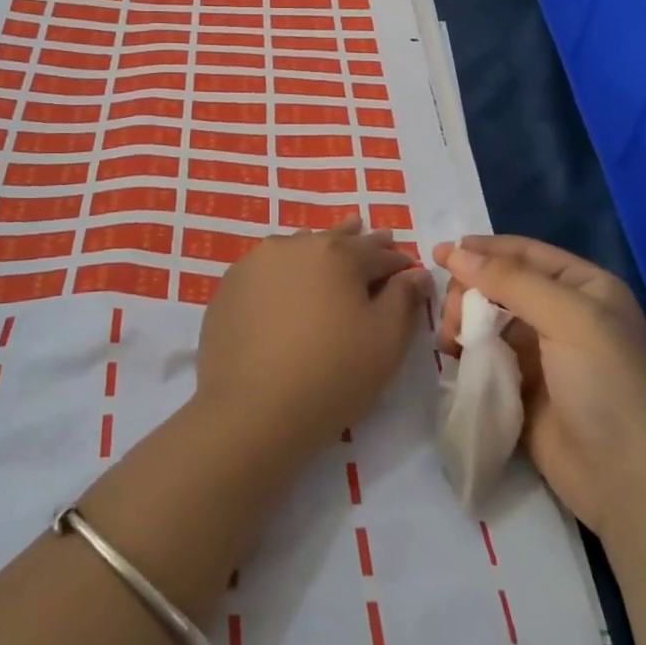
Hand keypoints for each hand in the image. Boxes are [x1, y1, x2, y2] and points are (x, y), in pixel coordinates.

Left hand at [196, 219, 429, 466]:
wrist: (252, 410)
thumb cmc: (332, 375)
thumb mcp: (385, 342)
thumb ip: (404, 300)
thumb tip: (416, 273)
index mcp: (337, 254)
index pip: (378, 253)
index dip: (397, 262)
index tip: (408, 268)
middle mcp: (295, 246)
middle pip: (335, 240)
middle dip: (358, 242)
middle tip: (372, 234)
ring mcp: (256, 263)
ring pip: (297, 248)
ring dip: (318, 251)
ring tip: (328, 251)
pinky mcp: (230, 286)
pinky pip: (267, 269)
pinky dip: (283, 272)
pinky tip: (286, 285)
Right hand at [434, 235, 645, 534]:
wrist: (632, 484)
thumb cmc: (609, 386)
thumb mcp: (569, 319)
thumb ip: (510, 281)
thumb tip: (453, 253)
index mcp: (584, 288)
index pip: (524, 253)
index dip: (481, 250)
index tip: (436, 254)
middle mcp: (564, 314)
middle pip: (500, 285)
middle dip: (469, 291)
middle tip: (448, 314)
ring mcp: (544, 354)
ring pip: (489, 320)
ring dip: (464, 322)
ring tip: (450, 342)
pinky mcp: (524, 389)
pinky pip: (487, 357)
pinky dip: (467, 353)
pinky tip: (453, 360)